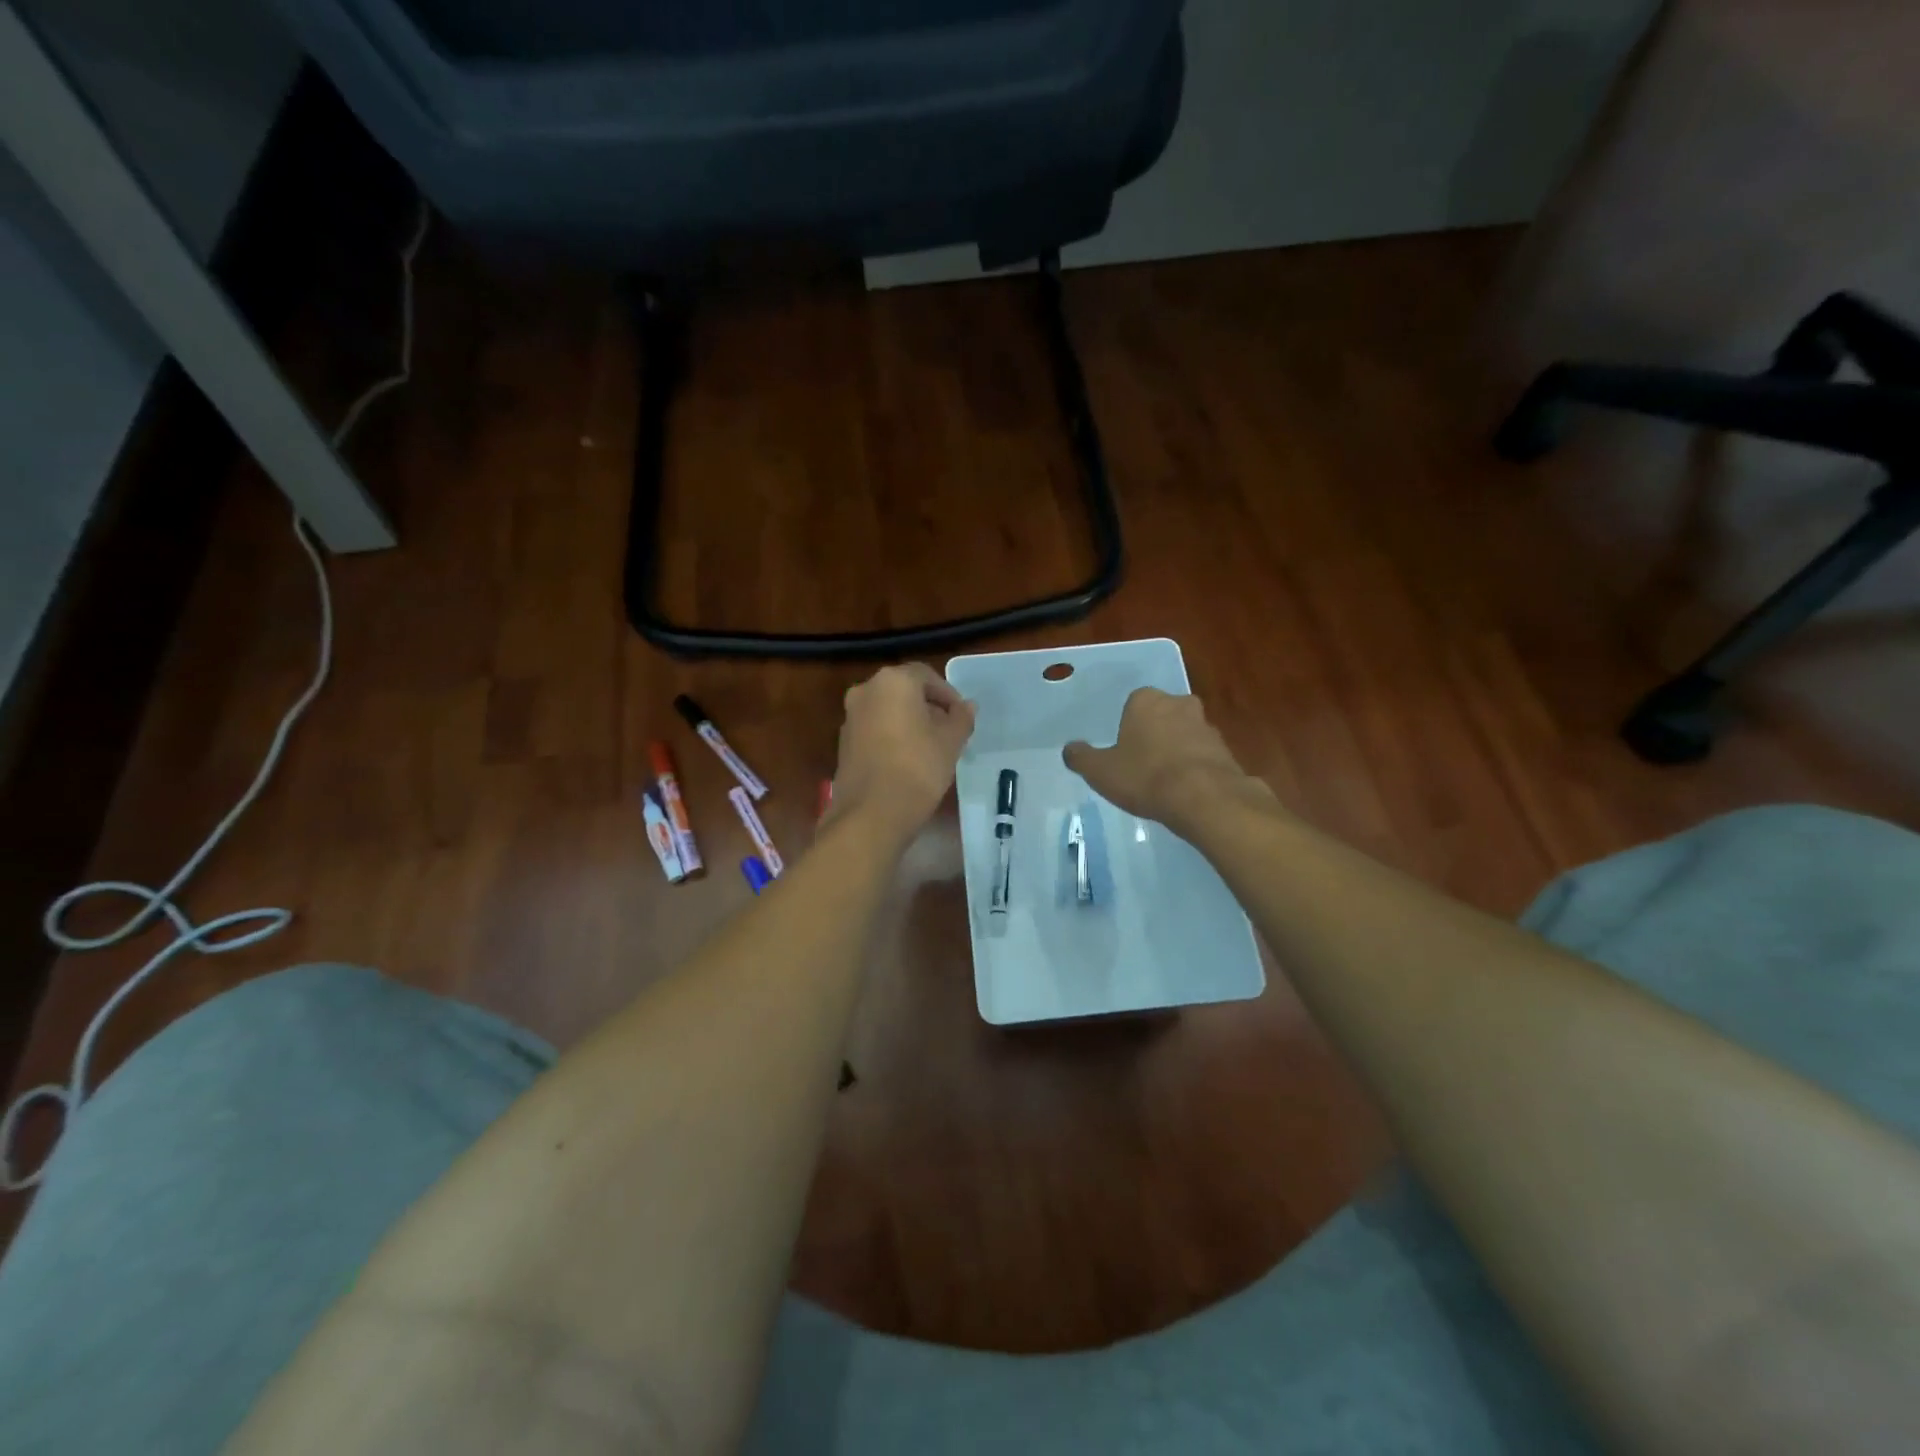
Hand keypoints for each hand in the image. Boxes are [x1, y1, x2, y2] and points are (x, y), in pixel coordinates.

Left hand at [830, 664, 975, 844]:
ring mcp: (850, 717)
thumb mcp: (951, 742)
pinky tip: (908, 760)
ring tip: (931, 747)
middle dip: (928, 707)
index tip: (962, 717)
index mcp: (893, 682)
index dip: (948, 694)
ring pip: (887, 710)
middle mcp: (866, 690)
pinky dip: (892, 735)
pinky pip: (874, 729)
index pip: (926, 675)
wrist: (871, 814)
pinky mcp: (844, 742)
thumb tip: (967, 706)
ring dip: (910, 721)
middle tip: (949, 730)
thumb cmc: (918, 769)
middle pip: (904, 691)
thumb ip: (961, 718)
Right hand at [1063, 688, 1267, 830]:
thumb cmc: (1145, 776)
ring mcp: (1207, 725)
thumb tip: (1070, 749)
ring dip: (1176, 752)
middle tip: (1141, 766)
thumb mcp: (1100, 771)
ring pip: (1184, 735)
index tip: (1122, 753)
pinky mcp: (1226, 750)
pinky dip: (1194, 768)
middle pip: (1161, 717)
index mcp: (1146, 700)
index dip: (1126, 729)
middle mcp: (1179, 703)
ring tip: (1163, 784)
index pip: (1132, 705)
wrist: (1204, 798)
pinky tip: (1185, 792)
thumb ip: (1081, 757)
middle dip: (1153, 736)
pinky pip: (1202, 756)